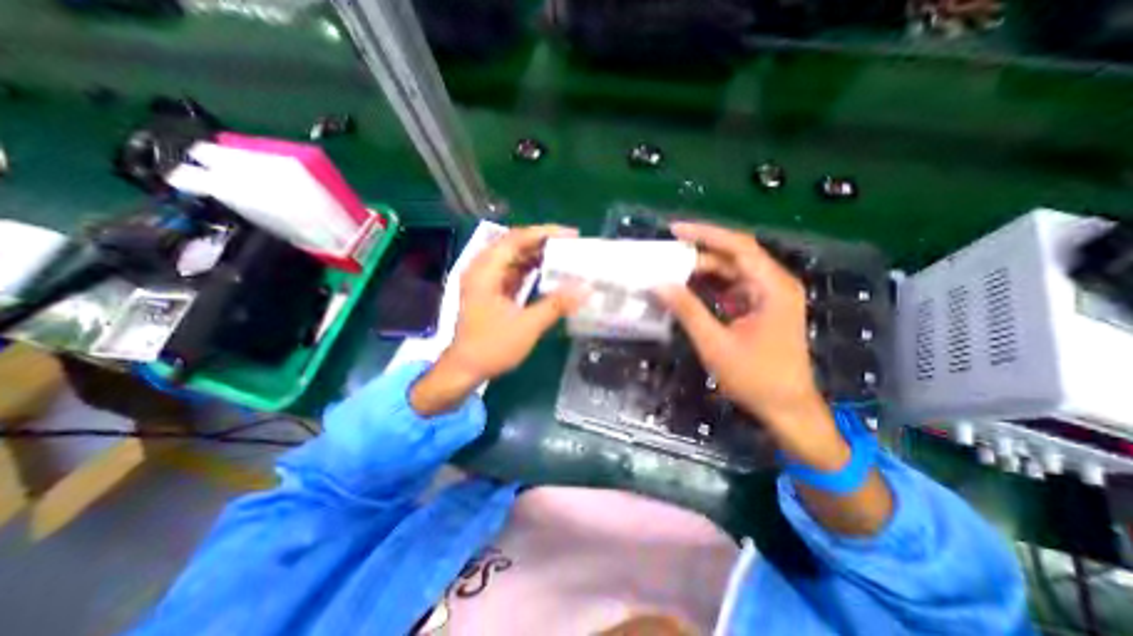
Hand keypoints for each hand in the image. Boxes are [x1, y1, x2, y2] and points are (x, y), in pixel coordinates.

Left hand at [411, 227, 582, 415]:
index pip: (516, 239)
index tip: (571, 234)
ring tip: (564, 257)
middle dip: (543, 243)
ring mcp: (485, 281)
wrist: (465, 369)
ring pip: (513, 258)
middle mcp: (483, 269)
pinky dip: (530, 271)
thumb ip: (556, 305)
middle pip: (514, 245)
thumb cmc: (492, 346)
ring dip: (537, 256)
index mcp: (486, 271)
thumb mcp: (527, 326)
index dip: (544, 233)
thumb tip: (586, 289)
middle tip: (571, 245)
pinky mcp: (490, 292)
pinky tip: (547, 274)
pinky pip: (512, 272)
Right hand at [652, 225, 844, 470]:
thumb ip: (687, 311)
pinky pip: (733, 289)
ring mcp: (769, 297)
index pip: (738, 246)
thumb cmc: (756, 378)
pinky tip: (690, 291)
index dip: (706, 234)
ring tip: (672, 272)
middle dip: (700, 254)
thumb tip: (660, 285)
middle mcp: (774, 284)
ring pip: (733, 272)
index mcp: (772, 287)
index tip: (675, 230)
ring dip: (703, 272)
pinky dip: (711, 288)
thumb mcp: (715, 343)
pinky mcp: (762, 309)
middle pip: (735, 257)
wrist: (787, 408)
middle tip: (667, 256)